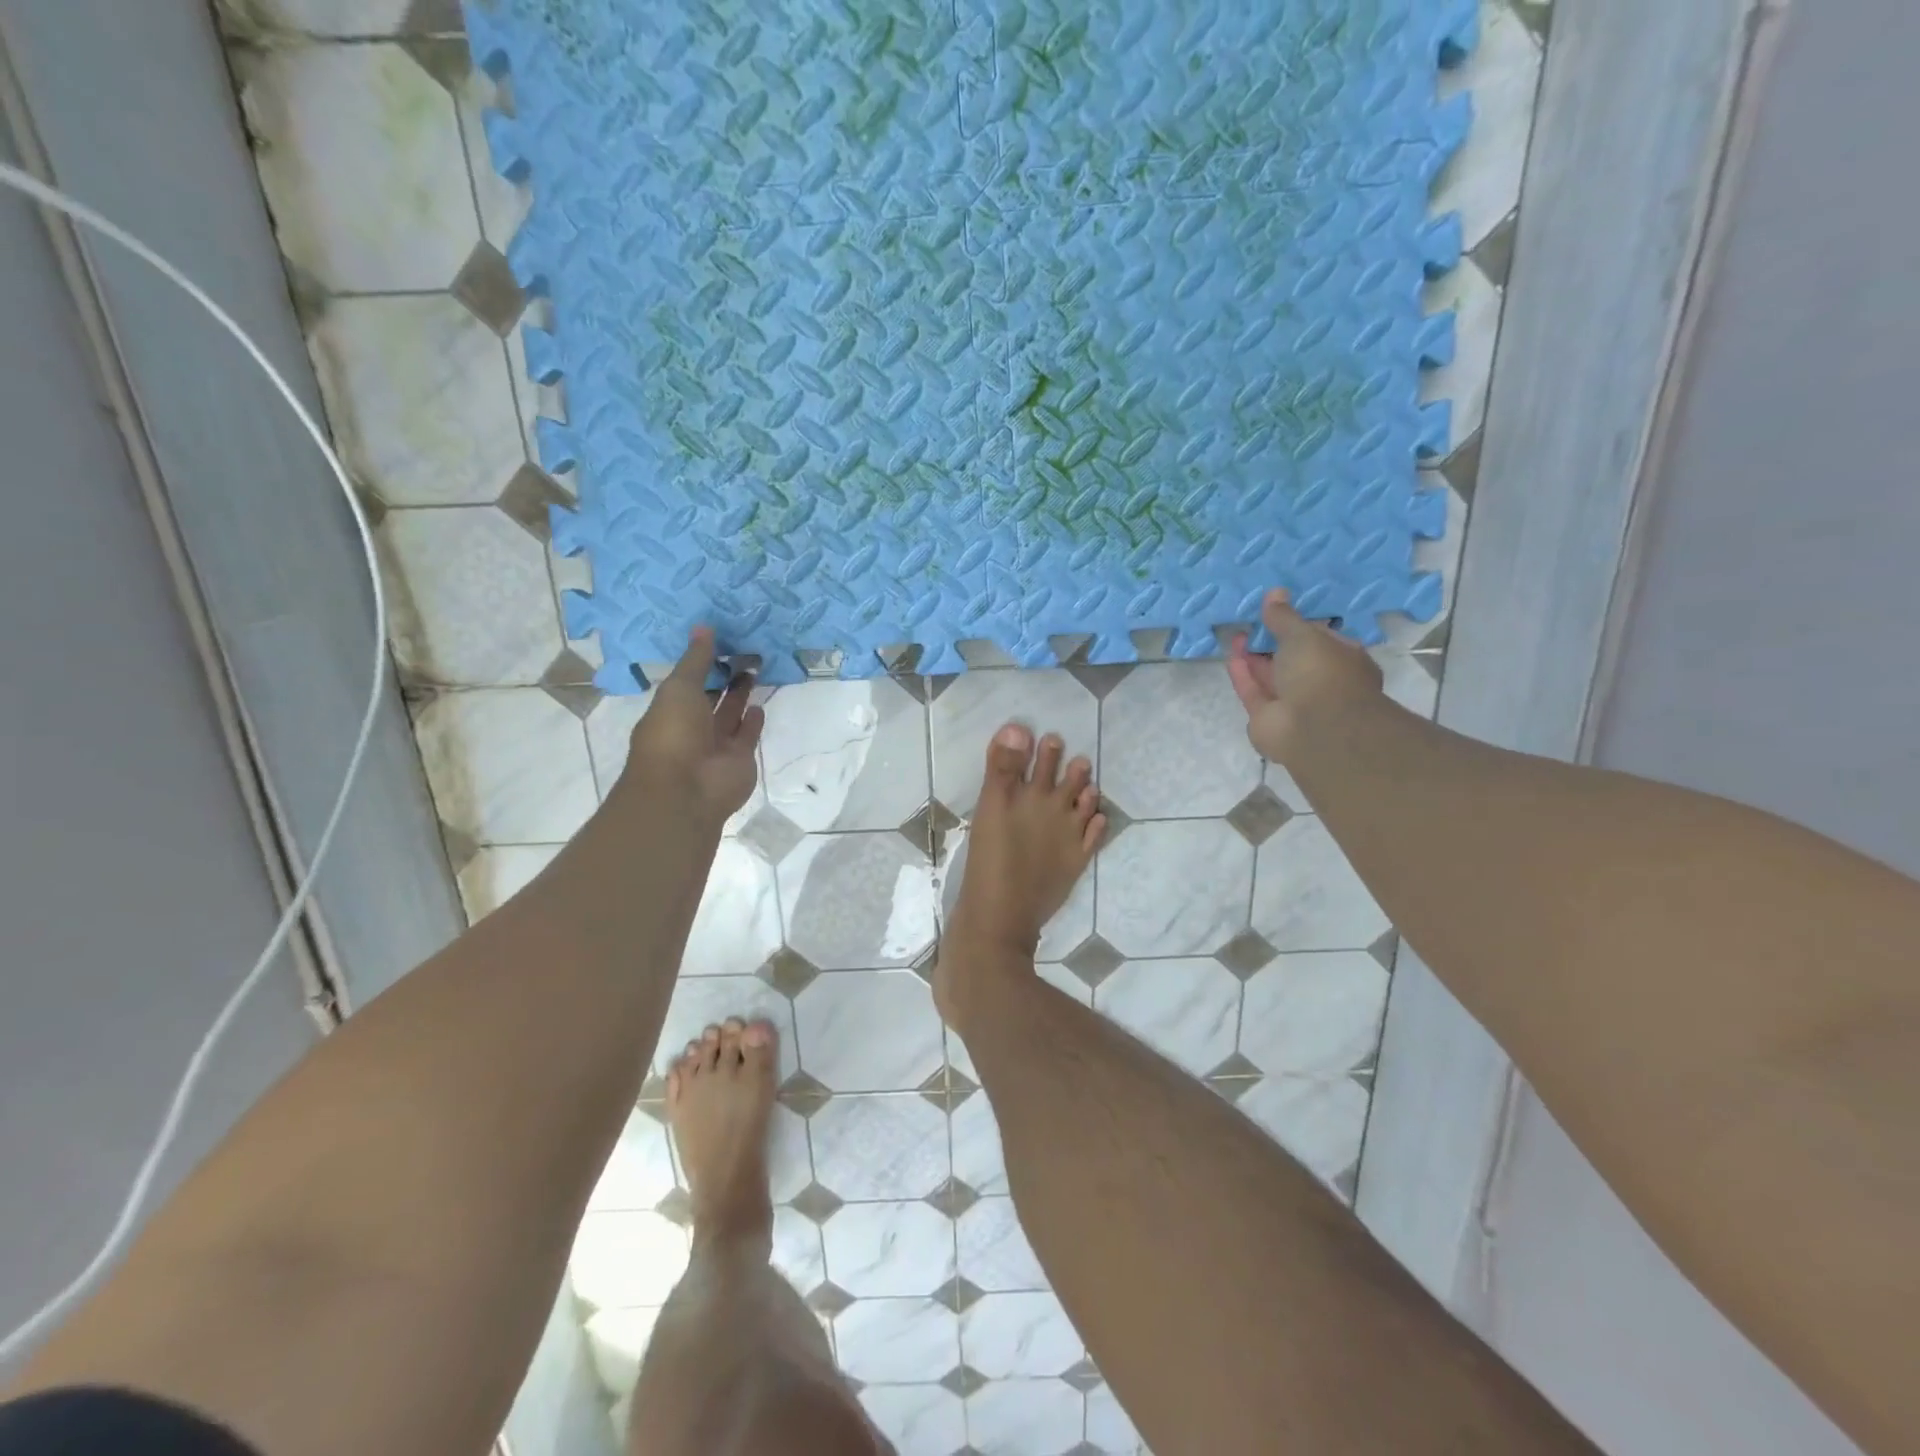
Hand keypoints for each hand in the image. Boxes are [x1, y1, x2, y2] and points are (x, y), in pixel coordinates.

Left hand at [622, 628, 764, 823]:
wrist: (687, 788)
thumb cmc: (674, 733)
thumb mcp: (679, 688)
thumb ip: (696, 660)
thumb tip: (704, 627)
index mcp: (670, 710)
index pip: (688, 682)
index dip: (702, 663)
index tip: (721, 640)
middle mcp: (692, 727)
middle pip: (711, 697)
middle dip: (724, 676)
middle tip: (744, 649)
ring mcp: (717, 745)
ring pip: (731, 714)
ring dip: (740, 695)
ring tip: (755, 668)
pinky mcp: (740, 758)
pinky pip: (747, 735)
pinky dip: (753, 721)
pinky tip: (759, 703)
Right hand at [1227, 590, 1382, 763]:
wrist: (1315, 728)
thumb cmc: (1322, 672)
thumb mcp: (1303, 635)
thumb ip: (1284, 617)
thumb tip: (1274, 593)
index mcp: (1343, 660)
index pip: (1321, 639)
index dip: (1299, 626)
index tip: (1278, 612)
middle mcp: (1320, 682)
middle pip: (1292, 659)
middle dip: (1272, 642)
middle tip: (1252, 623)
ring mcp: (1294, 703)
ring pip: (1270, 676)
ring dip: (1254, 657)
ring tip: (1236, 635)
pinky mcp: (1267, 718)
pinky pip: (1254, 692)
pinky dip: (1243, 674)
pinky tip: (1231, 655)